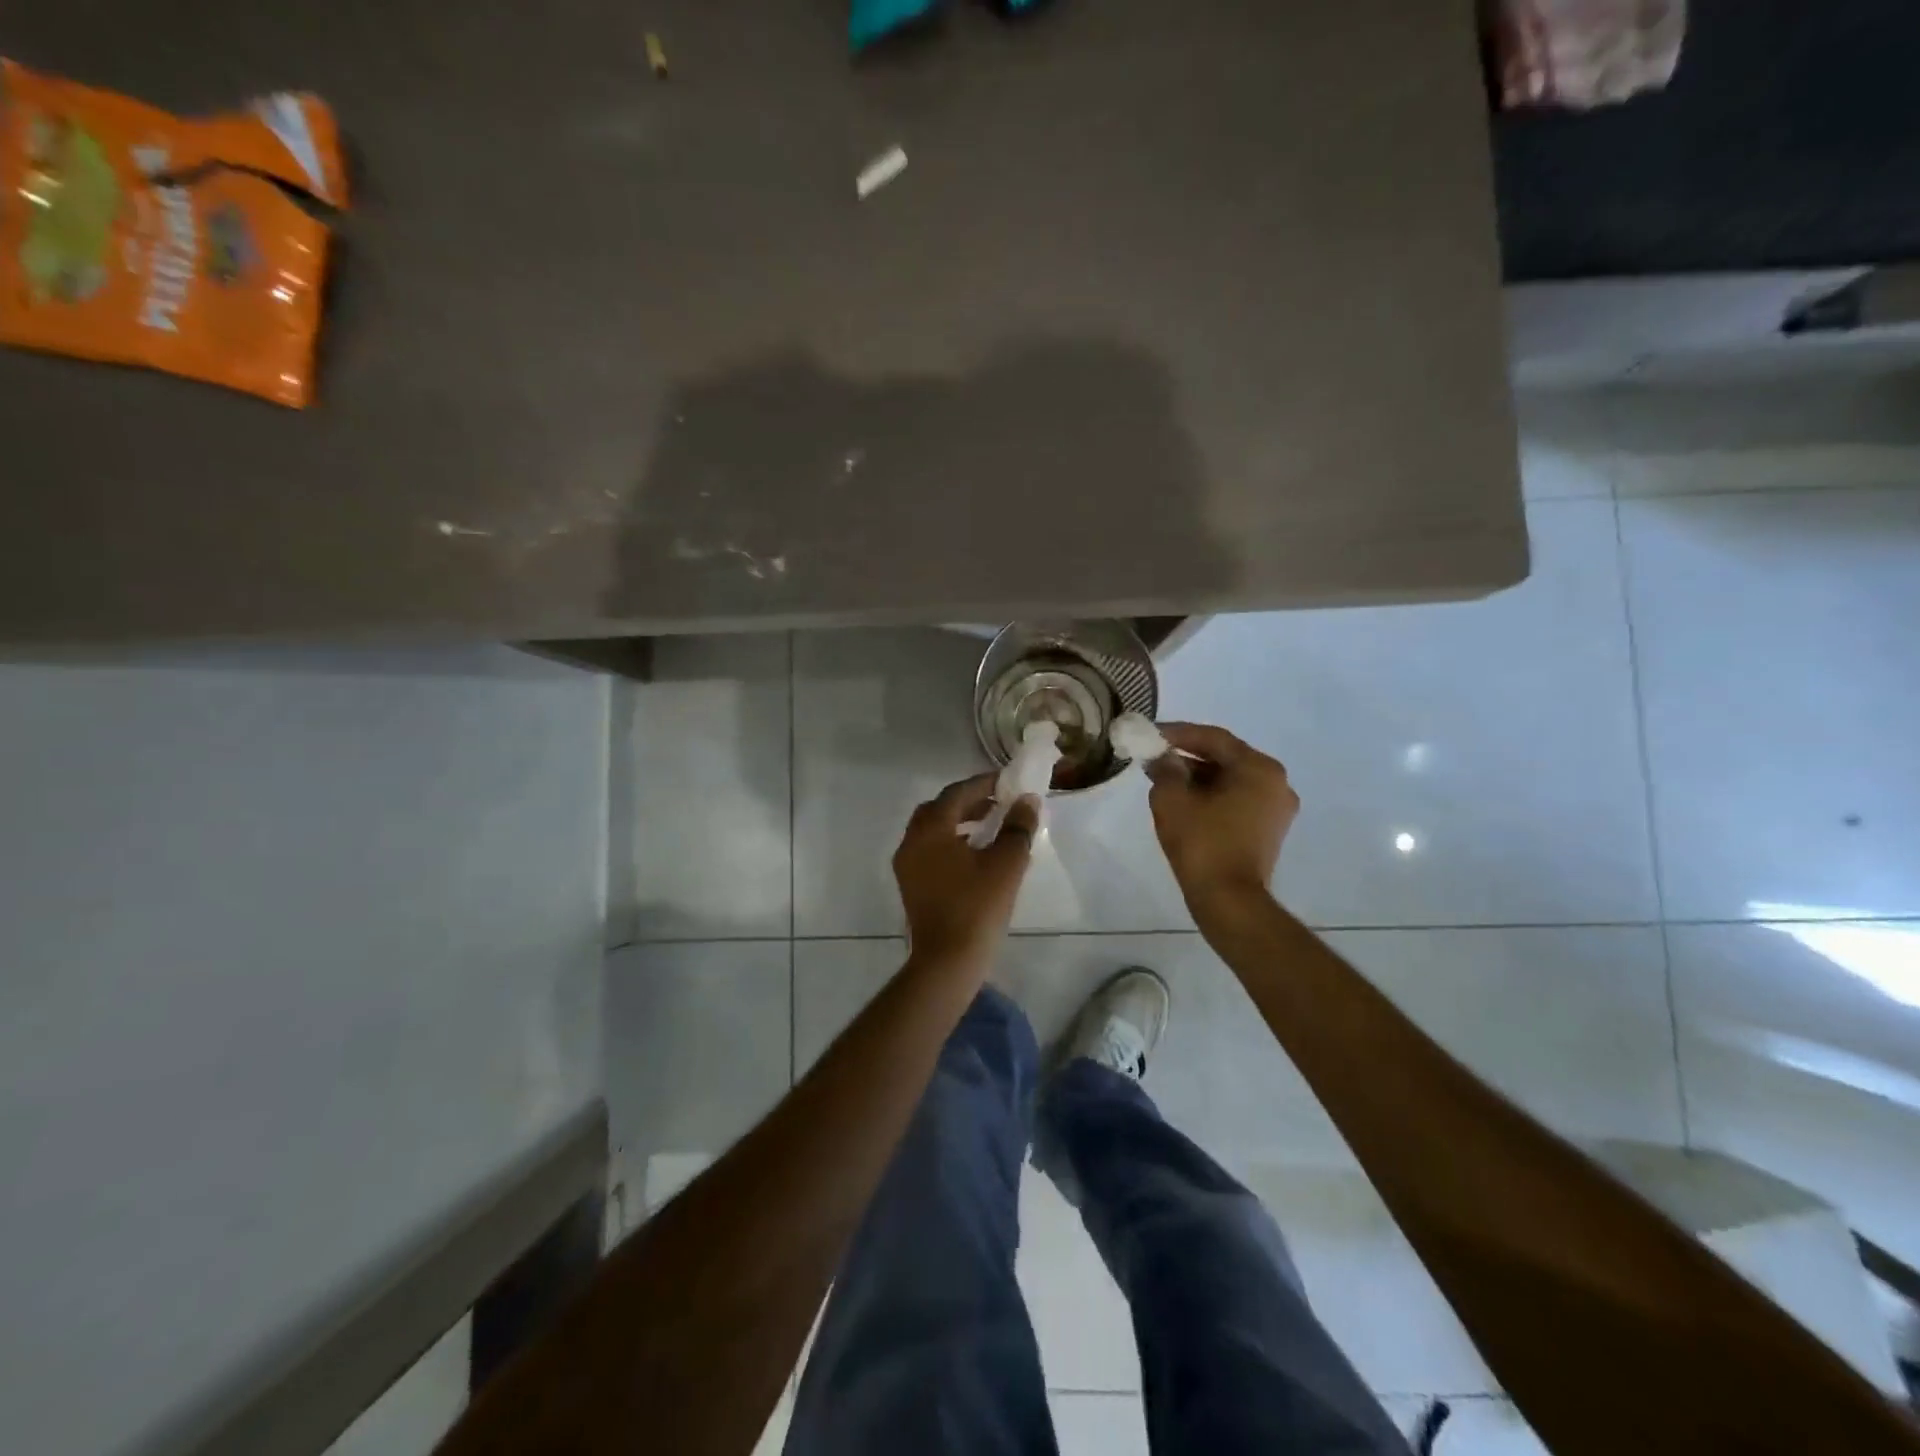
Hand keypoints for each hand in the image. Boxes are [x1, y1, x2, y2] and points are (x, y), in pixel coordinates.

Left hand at [893, 774, 1038, 969]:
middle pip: (939, 809)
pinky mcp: (911, 886)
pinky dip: (951, 843)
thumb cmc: (977, 908)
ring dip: (959, 823)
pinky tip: (976, 856)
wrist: (947, 962)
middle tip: (998, 803)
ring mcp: (907, 866)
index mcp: (930, 830)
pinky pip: (930, 851)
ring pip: (932, 831)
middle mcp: (911, 842)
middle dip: (968, 802)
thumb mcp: (1006, 864)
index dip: (983, 784)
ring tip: (991, 827)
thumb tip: (1027, 800)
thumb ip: (1018, 827)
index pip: (956, 794)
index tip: (1007, 782)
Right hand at [1146, 723, 1298, 912]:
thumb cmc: (1202, 843)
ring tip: (1163, 779)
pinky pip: (1237, 800)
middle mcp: (1276, 783)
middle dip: (1187, 756)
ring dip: (1197, 777)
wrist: (1228, 900)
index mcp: (1259, 768)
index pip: (1214, 738)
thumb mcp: (1172, 799)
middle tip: (1154, 756)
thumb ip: (1165, 769)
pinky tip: (1184, 802)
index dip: (1178, 733)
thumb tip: (1163, 758)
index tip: (1150, 733)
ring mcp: (1276, 809)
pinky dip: (1211, 796)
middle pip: (1225, 758)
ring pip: (1230, 780)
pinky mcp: (1269, 831)